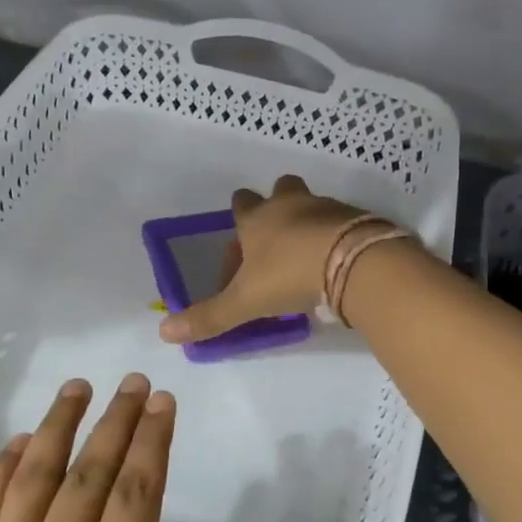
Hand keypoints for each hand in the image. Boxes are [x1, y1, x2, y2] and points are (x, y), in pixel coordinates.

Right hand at [158, 175, 369, 343]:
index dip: (238, 225)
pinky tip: (336, 264)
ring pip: (312, 205)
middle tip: (277, 242)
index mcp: (257, 218)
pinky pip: (342, 222)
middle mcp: (290, 204)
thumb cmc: (289, 275)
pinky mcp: (358, 217)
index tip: (242, 257)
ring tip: (308, 259)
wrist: (354, 263)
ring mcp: (326, 206)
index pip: (240, 205)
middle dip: (276, 208)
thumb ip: (208, 317)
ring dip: (307, 224)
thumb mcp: (245, 301)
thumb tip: (164, 332)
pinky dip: (336, 237)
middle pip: (280, 190)